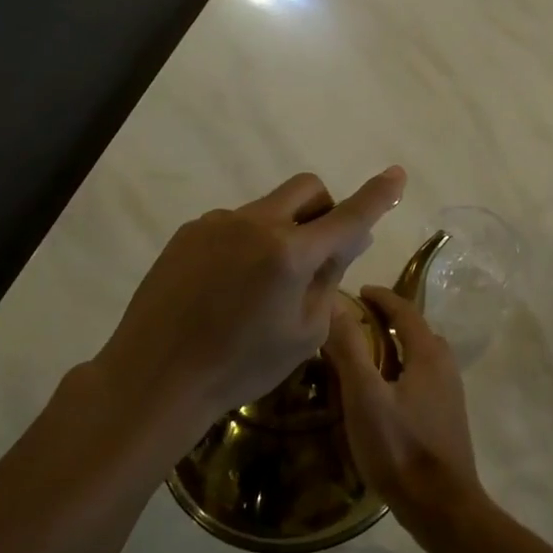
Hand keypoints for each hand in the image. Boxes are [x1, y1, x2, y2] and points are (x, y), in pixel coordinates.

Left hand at [98, 168, 406, 432]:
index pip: (348, 215)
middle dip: (324, 209)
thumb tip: (347, 238)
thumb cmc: (241, 367)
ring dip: (280, 231)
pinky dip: (246, 243)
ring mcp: (217, 222)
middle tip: (317, 251)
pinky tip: (224, 287)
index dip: (377, 195)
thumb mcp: (304, 333)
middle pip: (307, 188)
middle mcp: (255, 223)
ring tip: (258, 286)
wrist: (155, 377)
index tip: (397, 174)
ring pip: (267, 208)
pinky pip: (233, 224)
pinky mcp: (189, 232)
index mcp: (290, 253)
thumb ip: (329, 277)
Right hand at [323, 285, 483, 533]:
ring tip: (367, 353)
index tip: (359, 291)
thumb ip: (350, 349)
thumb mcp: (365, 397)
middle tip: (358, 320)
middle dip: (389, 319)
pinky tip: (384, 391)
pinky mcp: (447, 417)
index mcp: (429, 354)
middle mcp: (445, 366)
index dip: (381, 298)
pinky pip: (422, 377)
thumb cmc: (400, 447)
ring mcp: (450, 393)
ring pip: (421, 355)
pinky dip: (402, 368)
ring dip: (397, 345)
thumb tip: (334, 305)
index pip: (405, 310)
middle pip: (416, 330)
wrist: (442, 507)